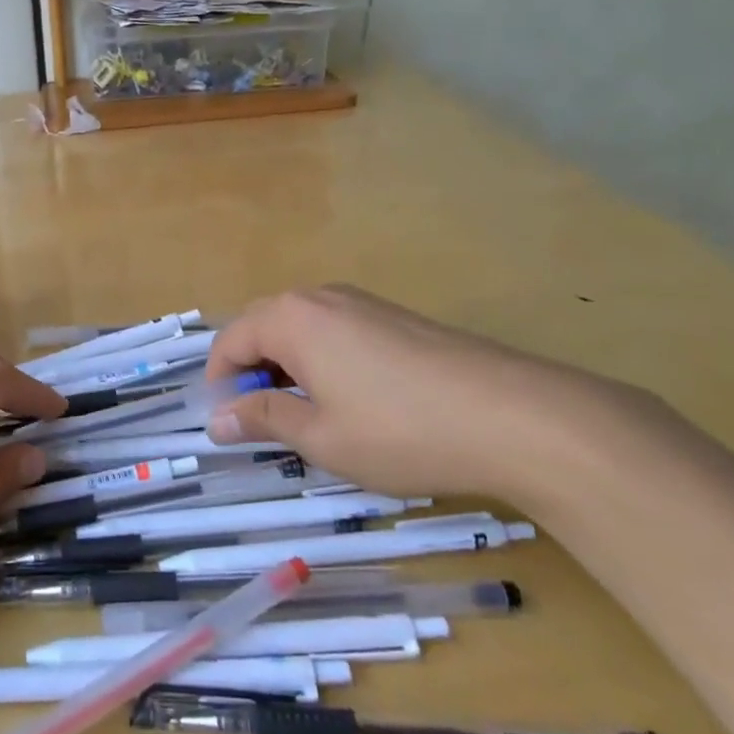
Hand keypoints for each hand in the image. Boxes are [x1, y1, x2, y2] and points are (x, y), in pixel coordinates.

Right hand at [201, 284, 633, 503]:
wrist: (517, 417)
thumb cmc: (400, 431)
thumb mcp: (320, 436)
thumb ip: (262, 420)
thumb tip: (216, 419)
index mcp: (292, 318)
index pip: (231, 341)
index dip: (219, 383)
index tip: (226, 424)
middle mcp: (321, 297)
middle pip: (263, 327)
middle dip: (252, 372)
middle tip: (262, 423)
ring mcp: (364, 303)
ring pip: (302, 329)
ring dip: (287, 367)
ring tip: (306, 416)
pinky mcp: (397, 317)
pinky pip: (337, 331)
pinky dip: (322, 361)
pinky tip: (351, 401)